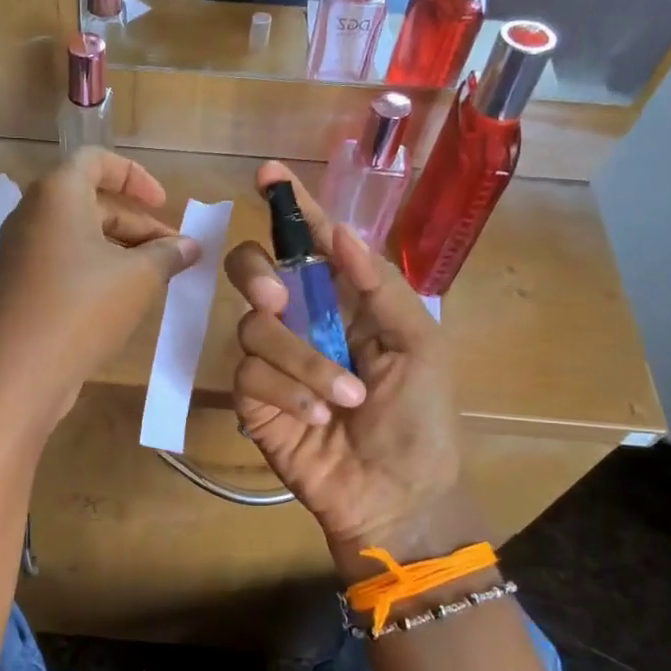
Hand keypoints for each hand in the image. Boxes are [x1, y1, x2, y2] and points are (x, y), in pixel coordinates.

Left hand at [0, 148, 198, 435]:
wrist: (19, 372)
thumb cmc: (83, 308)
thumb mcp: (138, 278)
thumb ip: (168, 254)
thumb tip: (190, 246)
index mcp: (57, 194)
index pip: (96, 160)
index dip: (135, 176)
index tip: (163, 203)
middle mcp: (33, 214)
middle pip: (92, 202)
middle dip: (138, 225)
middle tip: (174, 255)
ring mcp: (21, 252)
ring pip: (80, 236)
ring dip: (121, 250)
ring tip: (157, 280)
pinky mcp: (19, 286)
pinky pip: (64, 262)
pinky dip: (96, 270)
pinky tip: (123, 300)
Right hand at [225, 164, 483, 579]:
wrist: (396, 495)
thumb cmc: (420, 420)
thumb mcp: (420, 346)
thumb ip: (379, 288)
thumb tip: (340, 234)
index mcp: (347, 302)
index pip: (313, 244)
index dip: (292, 209)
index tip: (269, 175)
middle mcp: (304, 322)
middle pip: (256, 272)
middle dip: (260, 274)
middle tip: (280, 297)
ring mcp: (275, 361)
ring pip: (255, 328)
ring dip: (302, 362)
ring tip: (343, 399)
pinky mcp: (254, 399)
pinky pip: (250, 375)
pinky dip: (287, 393)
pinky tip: (317, 417)